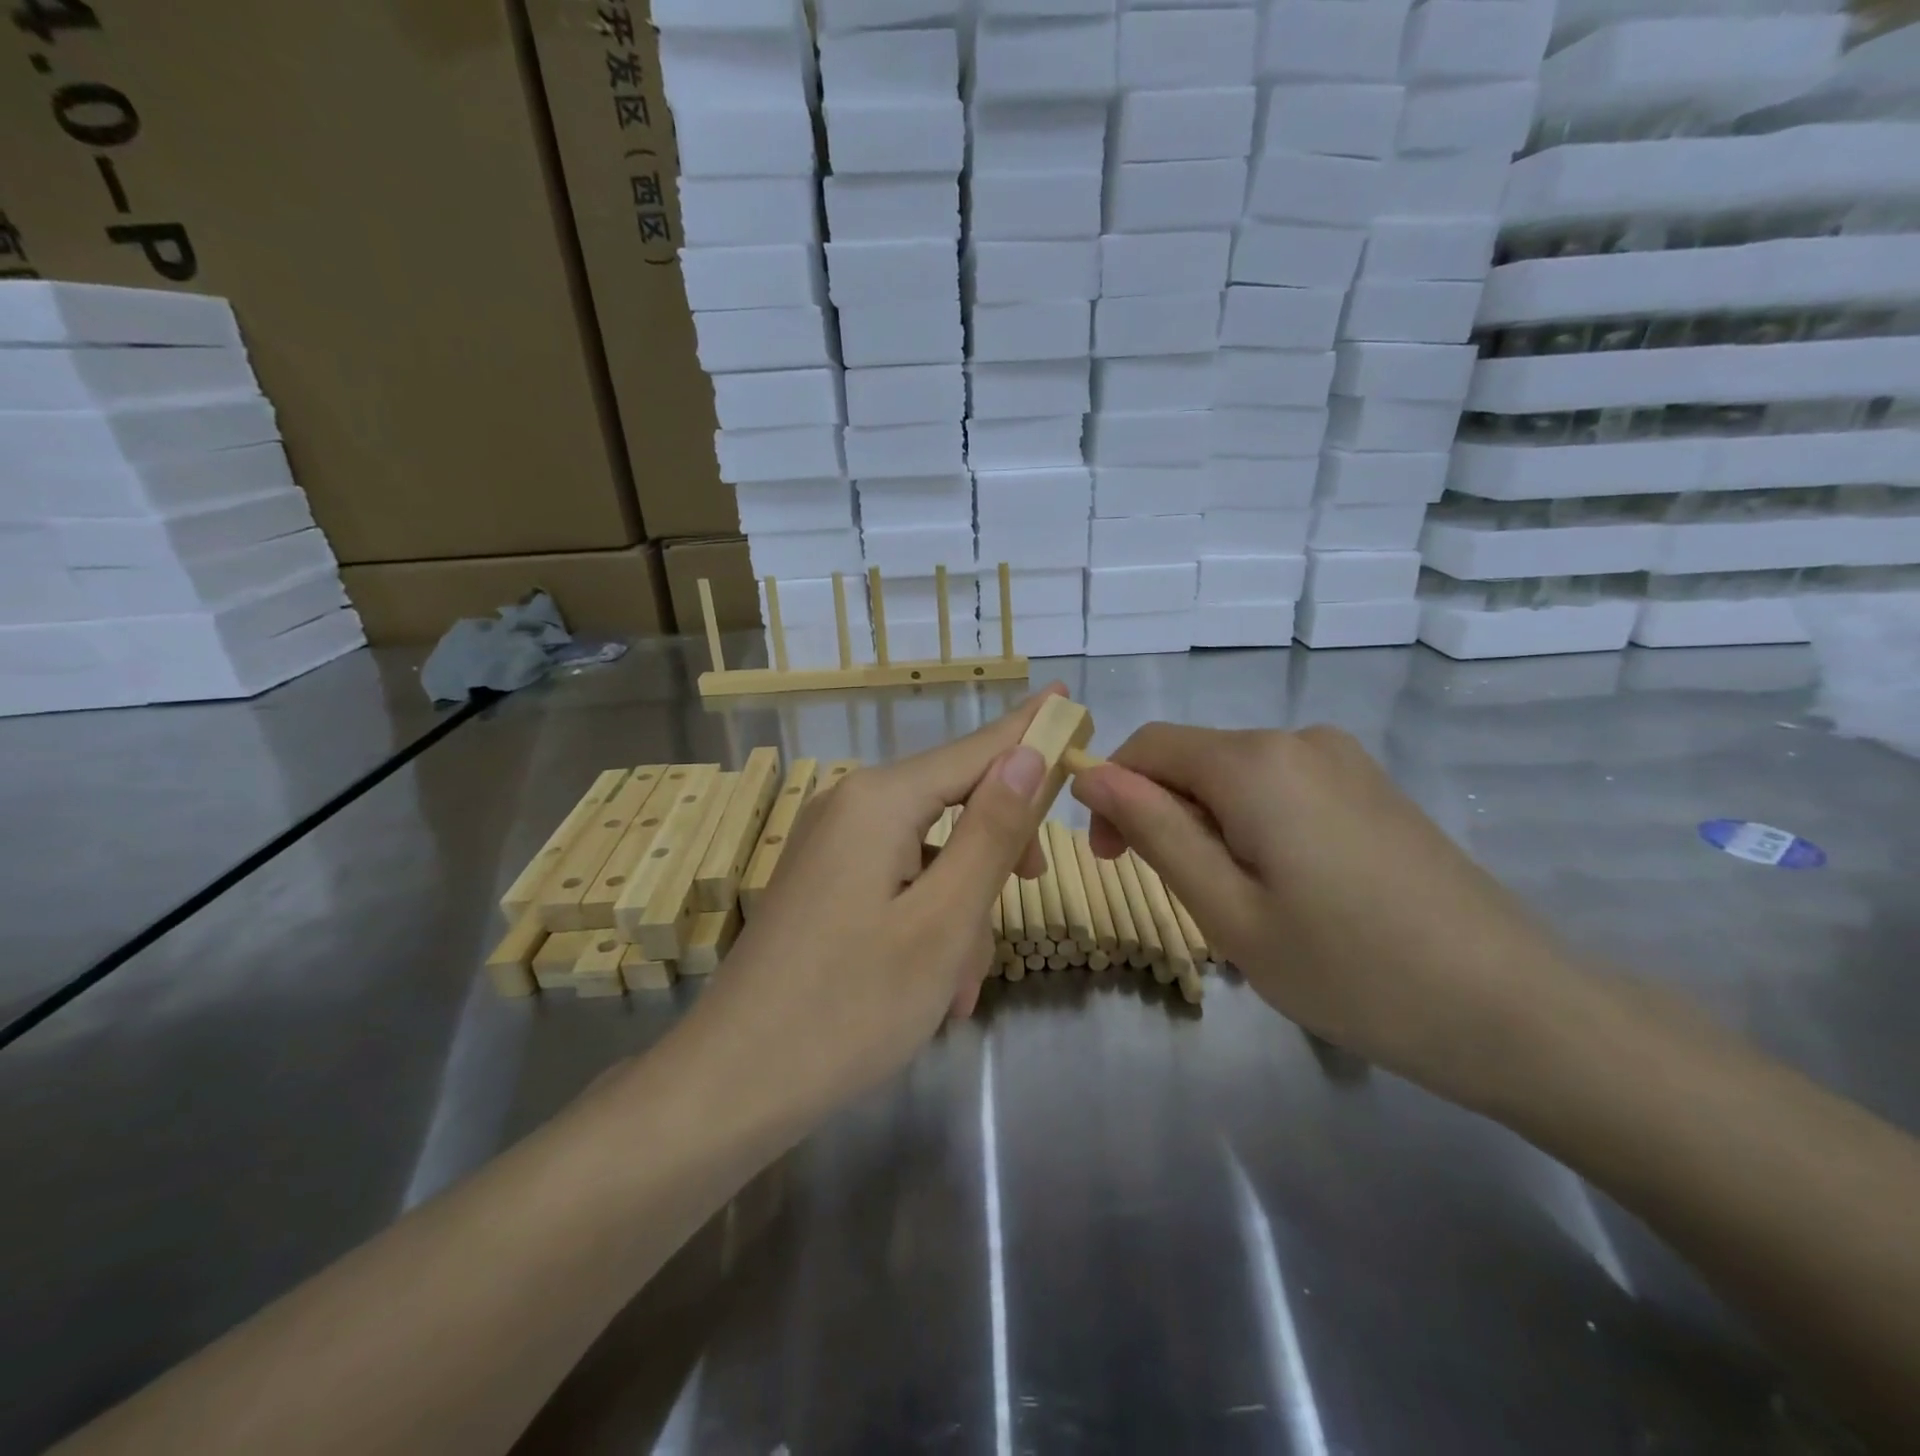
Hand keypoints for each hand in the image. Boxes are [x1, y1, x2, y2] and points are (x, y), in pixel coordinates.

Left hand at [689, 690, 1058, 1111]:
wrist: (732, 1085)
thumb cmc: (851, 1006)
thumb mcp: (943, 920)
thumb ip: (991, 831)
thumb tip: (1027, 753)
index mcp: (880, 800)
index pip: (976, 749)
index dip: (1030, 731)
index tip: (1073, 703)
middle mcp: (849, 805)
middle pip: (953, 804)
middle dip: (994, 855)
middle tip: (1031, 894)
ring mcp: (830, 845)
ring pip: (928, 855)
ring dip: (959, 911)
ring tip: (959, 987)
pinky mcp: (822, 883)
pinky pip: (896, 882)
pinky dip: (925, 923)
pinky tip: (933, 986)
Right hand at [1071, 724, 1585, 1102]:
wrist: (1516, 1009)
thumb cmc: (1351, 970)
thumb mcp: (1227, 910)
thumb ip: (1155, 831)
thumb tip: (1093, 776)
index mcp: (1255, 761)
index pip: (1148, 746)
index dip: (1112, 792)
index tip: (1110, 859)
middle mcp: (1298, 739)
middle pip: (1194, 759)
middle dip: (1161, 814)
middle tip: (1177, 897)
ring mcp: (1343, 760)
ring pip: (1236, 777)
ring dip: (1207, 826)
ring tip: (1237, 905)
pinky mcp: (1371, 787)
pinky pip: (1282, 789)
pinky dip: (1253, 827)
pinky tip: (1287, 890)